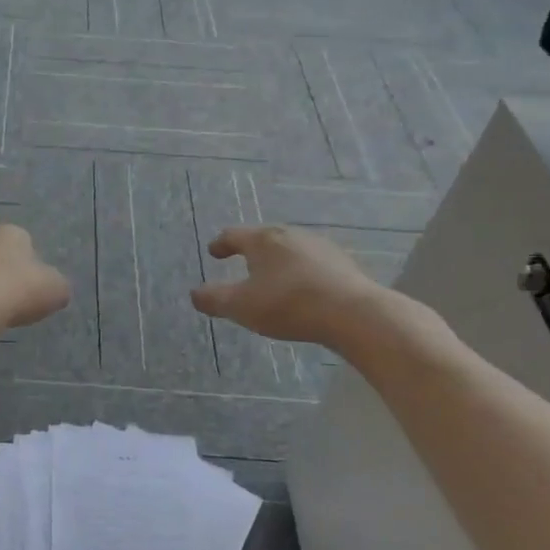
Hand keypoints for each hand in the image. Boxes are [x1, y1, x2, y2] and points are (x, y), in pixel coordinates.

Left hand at [0, 224, 70, 330]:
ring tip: (1, 317)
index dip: (35, 269)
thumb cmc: (19, 288)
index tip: (37, 291)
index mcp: (11, 231)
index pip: (27, 244)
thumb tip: (55, 290)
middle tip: (20, 305)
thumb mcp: (57, 289)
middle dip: (10, 279)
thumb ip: (58, 286)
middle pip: (2, 259)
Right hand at [191, 225, 389, 349]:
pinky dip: (300, 272)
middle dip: (251, 250)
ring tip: (272, 278)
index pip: (234, 235)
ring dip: (278, 261)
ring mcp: (320, 247)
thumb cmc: (288, 304)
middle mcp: (291, 235)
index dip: (220, 244)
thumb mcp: (241, 306)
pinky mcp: (342, 264)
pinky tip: (302, 290)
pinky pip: (312, 264)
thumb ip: (214, 299)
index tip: (214, 252)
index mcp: (263, 240)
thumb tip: (195, 294)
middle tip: (242, 263)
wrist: (354, 314)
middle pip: (264, 238)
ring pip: (290, 250)